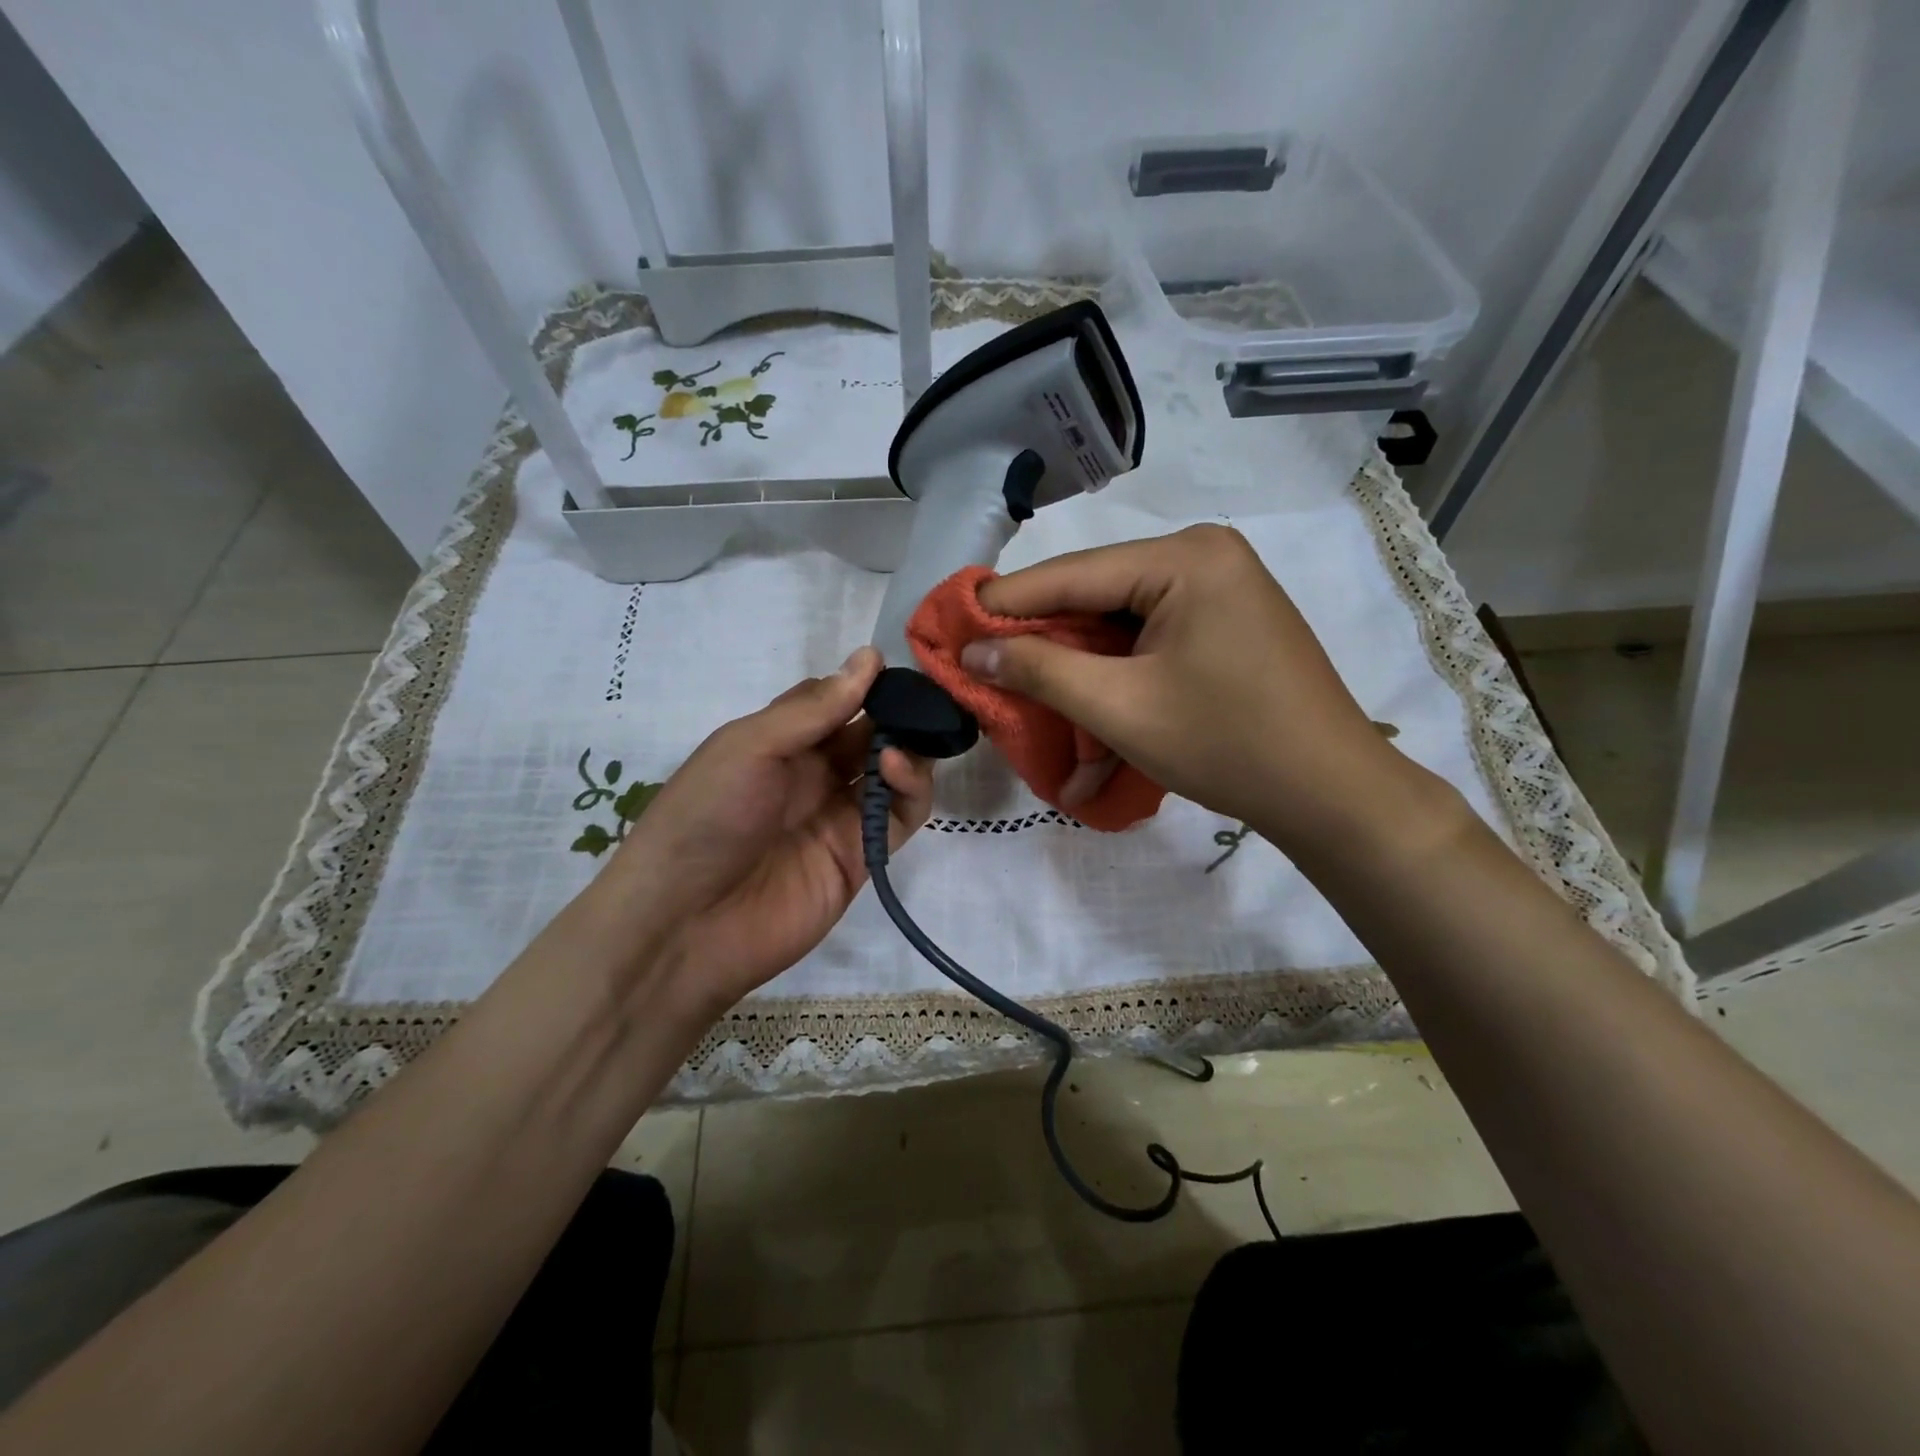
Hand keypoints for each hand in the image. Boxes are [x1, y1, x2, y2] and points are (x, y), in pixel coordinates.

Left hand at [585, 646, 931, 1021]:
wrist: (686, 925)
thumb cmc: (706, 817)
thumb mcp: (750, 746)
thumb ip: (814, 709)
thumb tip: (869, 657)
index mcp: (777, 742)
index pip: (831, 700)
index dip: (862, 683)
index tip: (897, 667)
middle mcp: (811, 774)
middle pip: (867, 733)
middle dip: (897, 713)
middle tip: (929, 699)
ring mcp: (839, 815)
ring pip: (891, 772)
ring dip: (908, 748)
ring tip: (915, 735)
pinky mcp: (863, 855)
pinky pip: (901, 816)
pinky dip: (911, 789)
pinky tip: (898, 768)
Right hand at [959, 525, 1427, 855]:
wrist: (1330, 792)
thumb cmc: (1224, 744)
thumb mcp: (1118, 707)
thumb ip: (1039, 669)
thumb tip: (973, 650)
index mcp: (1185, 558)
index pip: (1070, 574)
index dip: (1004, 603)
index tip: (949, 624)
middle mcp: (1204, 555)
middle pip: (1095, 595)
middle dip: (1043, 641)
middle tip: (986, 667)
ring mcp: (1221, 587)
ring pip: (1120, 621)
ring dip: (1079, 666)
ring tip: (1029, 697)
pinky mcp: (1227, 620)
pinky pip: (1151, 637)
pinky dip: (1117, 673)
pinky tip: (1090, 707)